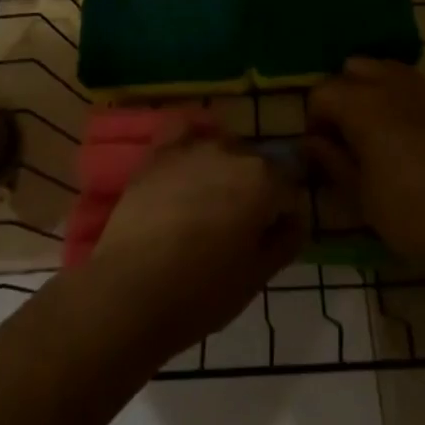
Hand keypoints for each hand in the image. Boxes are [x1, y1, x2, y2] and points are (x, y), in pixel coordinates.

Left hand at [89, 128, 304, 358]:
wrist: (130, 290)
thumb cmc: (201, 292)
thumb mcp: (257, 277)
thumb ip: (286, 239)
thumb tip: (294, 216)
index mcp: (264, 180)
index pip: (289, 187)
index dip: (284, 214)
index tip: (270, 239)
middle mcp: (232, 151)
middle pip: (256, 165)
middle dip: (255, 190)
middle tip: (237, 230)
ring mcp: (192, 147)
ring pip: (223, 150)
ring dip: (224, 171)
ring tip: (207, 208)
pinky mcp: (159, 153)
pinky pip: (185, 132)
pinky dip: (192, 140)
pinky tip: (189, 164)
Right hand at [308, 58, 424, 272]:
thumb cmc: (410, 216)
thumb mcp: (360, 195)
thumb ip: (332, 160)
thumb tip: (311, 142)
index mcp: (364, 105)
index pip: (323, 92)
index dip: (315, 118)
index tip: (322, 147)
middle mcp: (395, 85)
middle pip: (356, 68)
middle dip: (345, 94)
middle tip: (348, 132)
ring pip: (390, 70)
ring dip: (376, 90)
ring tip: (381, 129)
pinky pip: (422, 87)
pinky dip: (408, 101)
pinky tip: (415, 136)